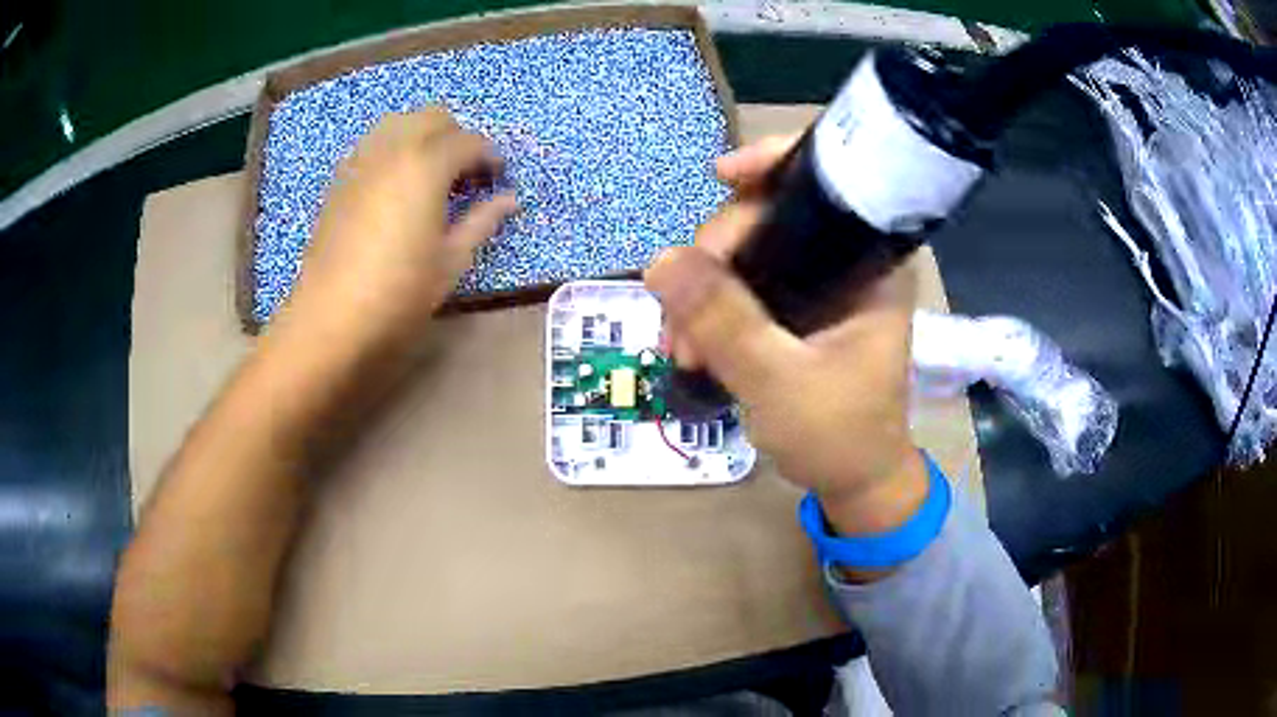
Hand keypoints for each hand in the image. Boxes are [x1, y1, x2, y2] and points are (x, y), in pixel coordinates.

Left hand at [275, 107, 515, 354]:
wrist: (330, 318)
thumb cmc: (399, 292)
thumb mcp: (451, 261)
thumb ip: (483, 221)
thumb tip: (510, 199)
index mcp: (426, 164)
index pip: (469, 141)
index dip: (490, 157)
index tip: (499, 179)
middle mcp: (393, 148)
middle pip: (433, 117)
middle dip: (456, 137)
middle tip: (465, 174)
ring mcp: (361, 160)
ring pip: (399, 123)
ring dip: (423, 137)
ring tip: (430, 175)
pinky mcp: (340, 179)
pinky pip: (373, 144)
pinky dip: (393, 150)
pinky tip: (396, 185)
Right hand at [645, 136, 926, 535]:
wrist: (854, 485)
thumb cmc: (839, 436)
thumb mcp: (780, 383)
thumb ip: (724, 322)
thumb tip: (658, 260)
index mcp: (871, 263)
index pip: (830, 182)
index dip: (775, 163)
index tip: (722, 176)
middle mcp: (847, 260)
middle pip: (772, 215)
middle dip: (715, 254)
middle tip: (679, 313)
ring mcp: (819, 284)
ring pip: (749, 251)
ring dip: (703, 287)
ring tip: (677, 346)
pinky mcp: (796, 308)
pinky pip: (743, 284)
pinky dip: (710, 307)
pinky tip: (687, 342)